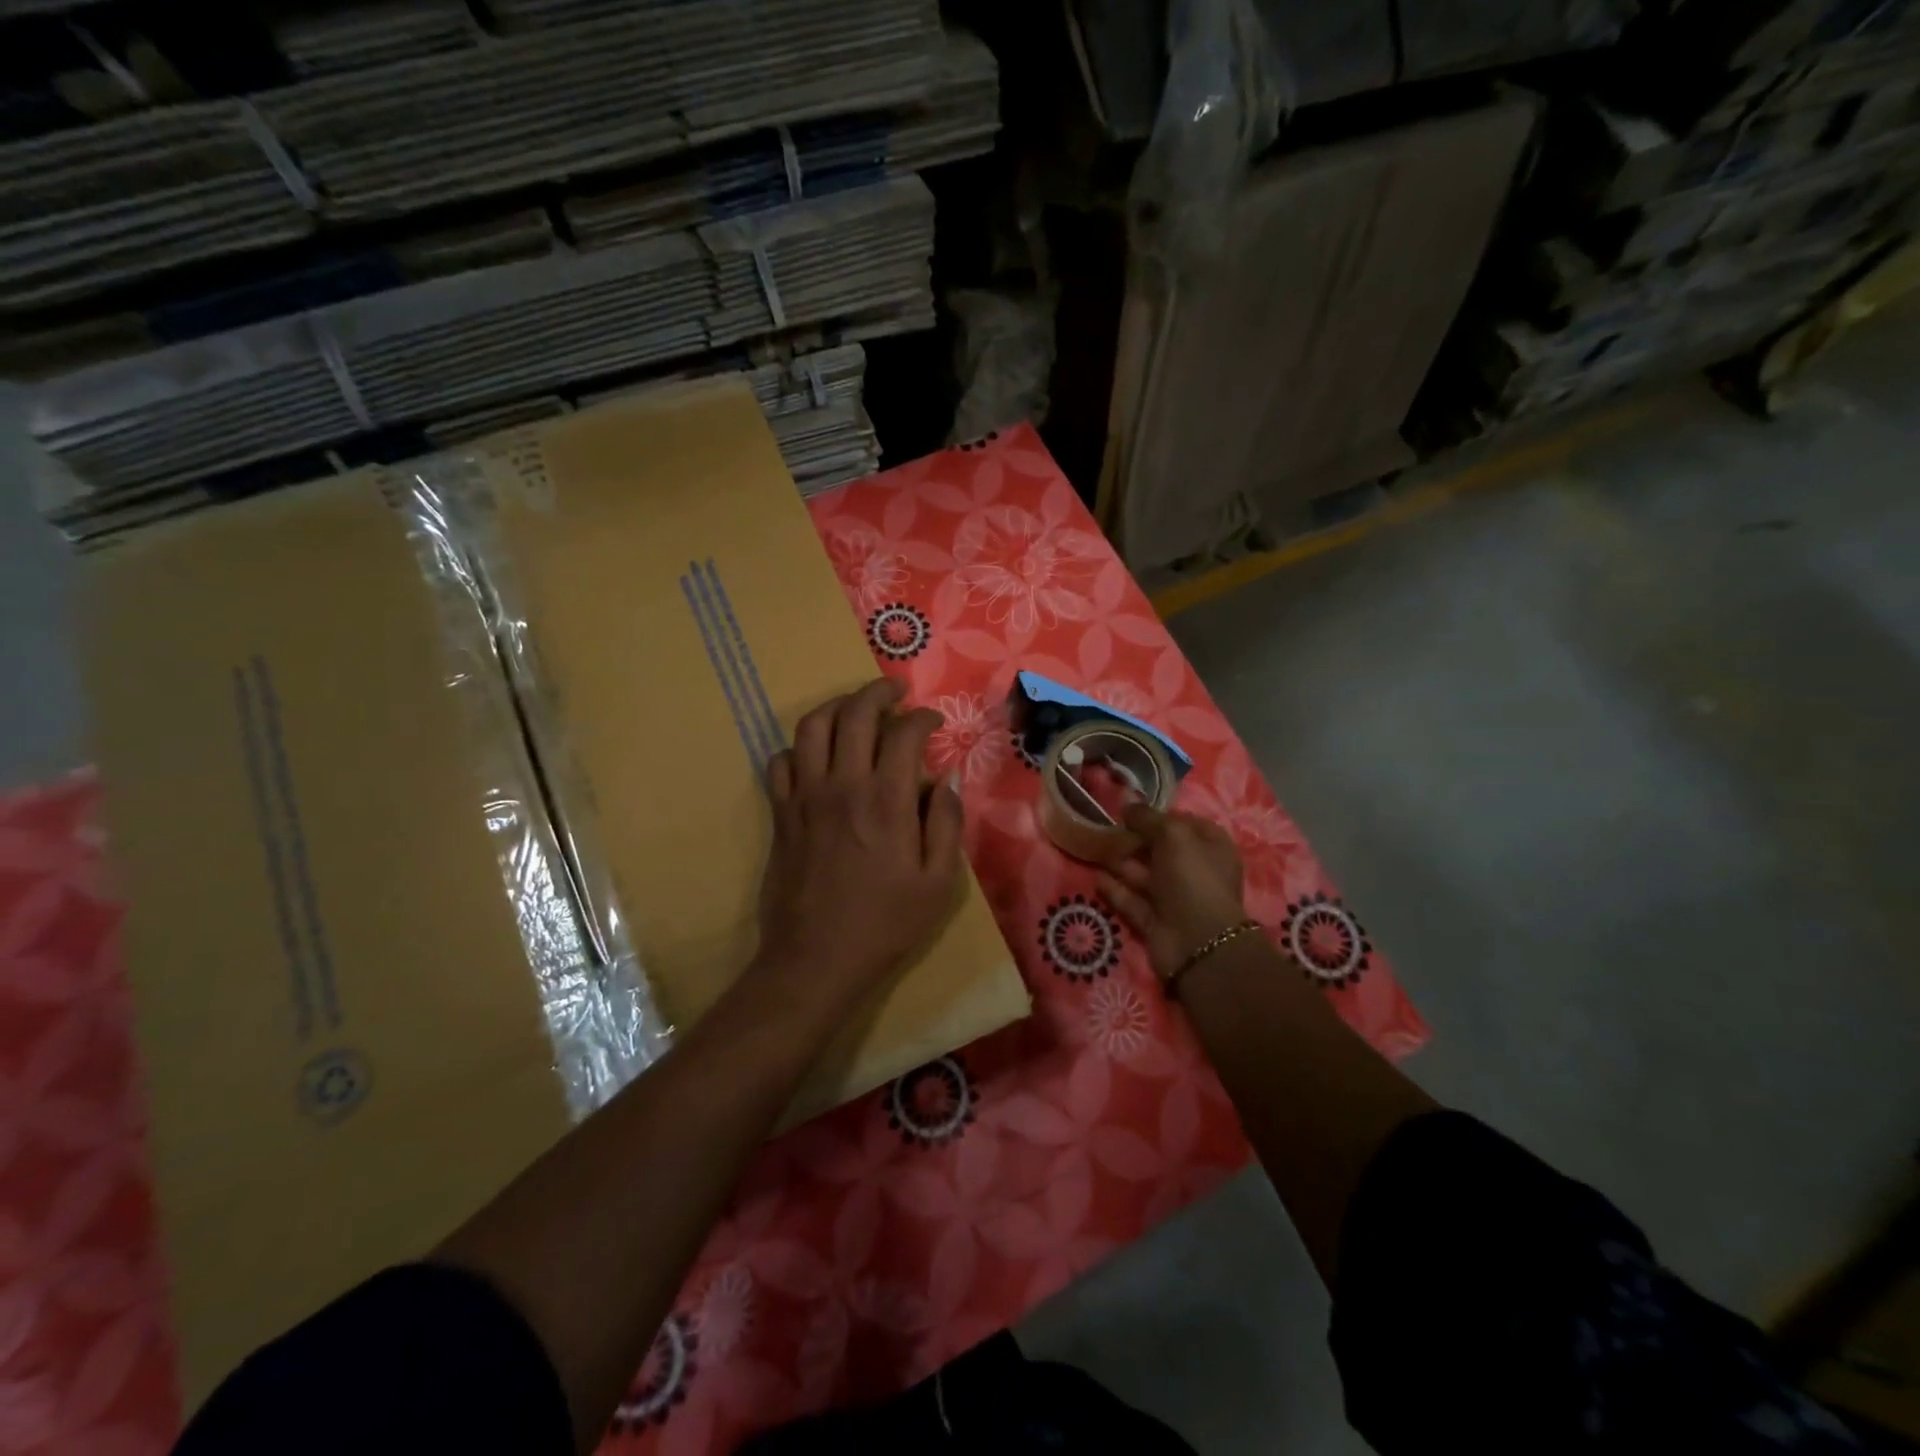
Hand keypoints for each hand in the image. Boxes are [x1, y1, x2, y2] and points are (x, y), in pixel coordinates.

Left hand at [753, 678, 964, 1013]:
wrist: (816, 960)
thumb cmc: (885, 925)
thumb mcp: (939, 883)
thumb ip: (947, 824)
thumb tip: (948, 780)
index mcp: (887, 801)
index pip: (904, 733)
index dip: (922, 718)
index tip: (933, 723)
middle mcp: (843, 786)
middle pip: (855, 713)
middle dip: (878, 692)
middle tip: (895, 691)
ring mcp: (805, 797)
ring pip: (812, 727)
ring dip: (836, 706)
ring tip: (855, 709)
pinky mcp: (781, 814)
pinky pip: (781, 761)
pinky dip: (799, 748)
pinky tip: (816, 755)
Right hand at [1097, 805, 1247, 979]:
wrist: (1197, 943)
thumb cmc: (1192, 878)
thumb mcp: (1173, 836)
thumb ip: (1148, 818)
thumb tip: (1127, 803)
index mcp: (1210, 847)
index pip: (1184, 823)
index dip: (1158, 815)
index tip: (1129, 809)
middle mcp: (1194, 871)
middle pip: (1159, 849)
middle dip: (1134, 838)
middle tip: (1104, 826)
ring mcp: (1174, 898)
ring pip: (1143, 874)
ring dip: (1120, 862)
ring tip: (1093, 847)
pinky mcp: (1154, 921)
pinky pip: (1131, 900)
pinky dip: (1115, 889)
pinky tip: (1097, 877)